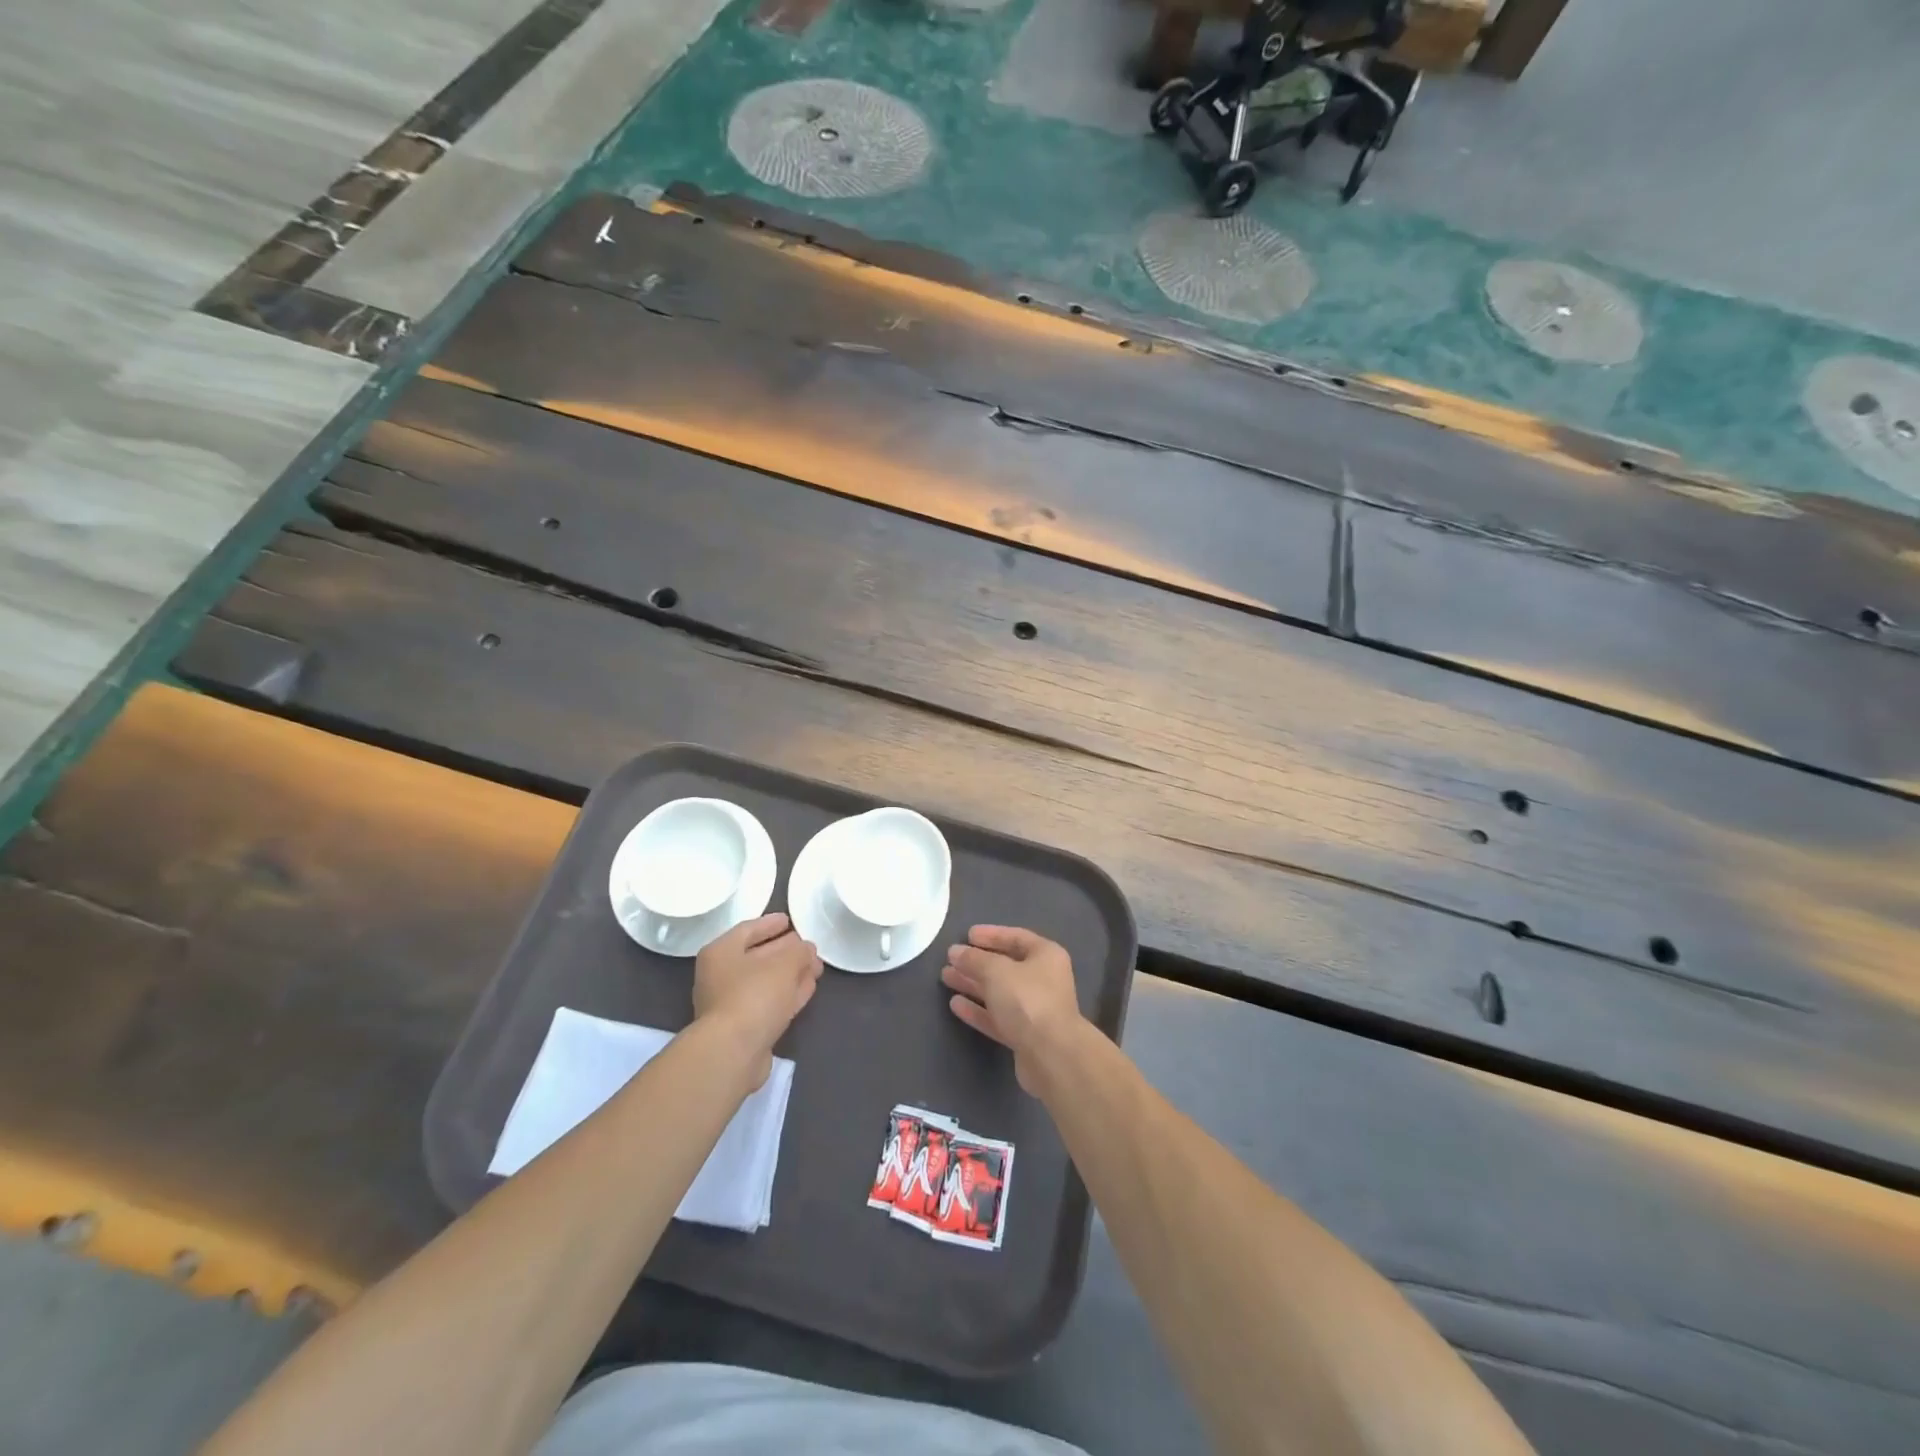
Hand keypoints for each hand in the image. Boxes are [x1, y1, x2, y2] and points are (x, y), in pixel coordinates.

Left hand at [693, 913, 822, 1084]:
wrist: (733, 1051)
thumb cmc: (754, 995)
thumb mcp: (785, 963)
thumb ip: (799, 951)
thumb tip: (806, 950)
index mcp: (721, 952)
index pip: (748, 929)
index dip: (770, 923)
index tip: (790, 919)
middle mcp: (721, 976)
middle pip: (758, 956)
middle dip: (786, 950)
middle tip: (810, 946)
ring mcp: (731, 1004)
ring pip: (766, 981)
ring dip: (791, 973)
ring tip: (816, 967)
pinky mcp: (744, 1028)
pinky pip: (769, 1002)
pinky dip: (788, 994)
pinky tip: (808, 988)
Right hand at [942, 926, 1085, 1094]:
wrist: (1052, 1056)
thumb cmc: (1027, 1000)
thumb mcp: (996, 971)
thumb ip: (974, 959)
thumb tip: (955, 951)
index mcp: (1046, 956)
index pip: (1016, 937)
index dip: (991, 935)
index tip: (967, 935)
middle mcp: (1044, 980)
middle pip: (1006, 966)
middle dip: (977, 962)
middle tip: (950, 959)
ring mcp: (1035, 1009)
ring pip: (999, 992)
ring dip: (973, 984)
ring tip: (946, 977)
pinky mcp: (1025, 1036)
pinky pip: (997, 1017)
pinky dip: (978, 1010)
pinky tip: (955, 1005)